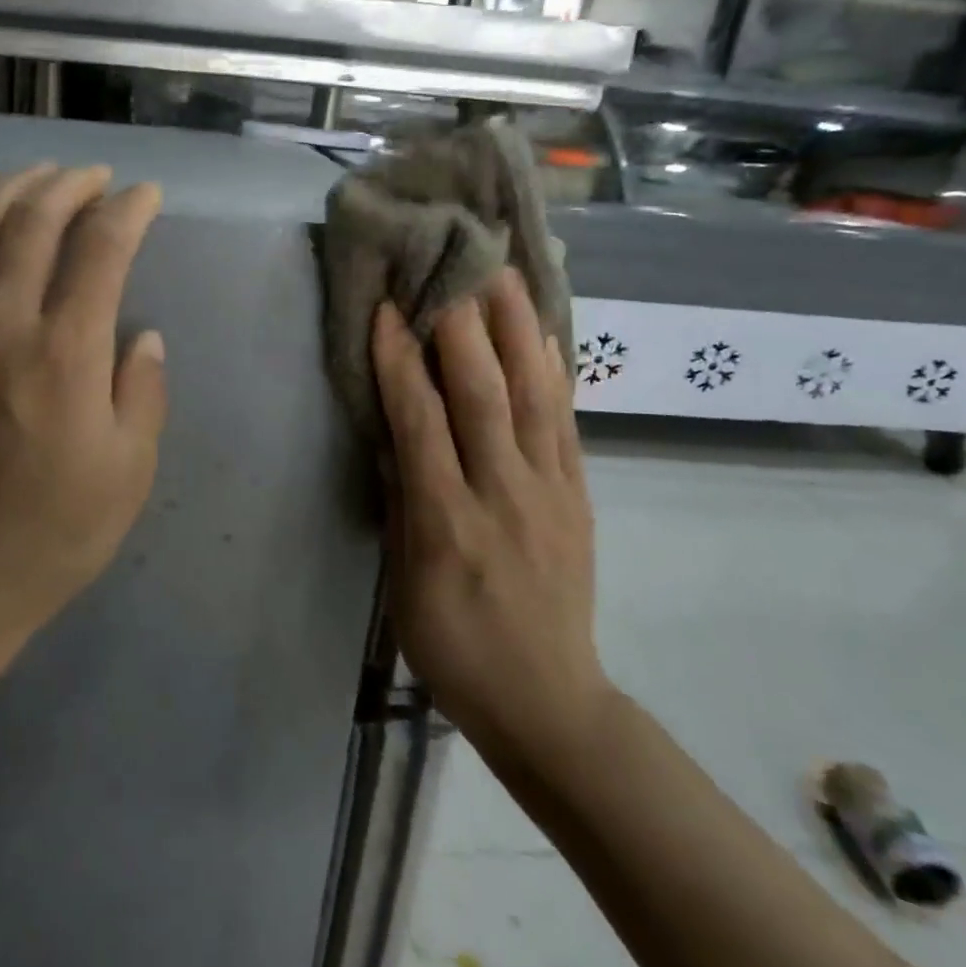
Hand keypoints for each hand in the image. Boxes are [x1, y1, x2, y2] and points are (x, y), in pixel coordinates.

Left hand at [0, 163, 167, 645]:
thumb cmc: (63, 526)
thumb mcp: (132, 465)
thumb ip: (142, 389)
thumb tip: (142, 336)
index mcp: (67, 350)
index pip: (101, 250)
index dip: (129, 212)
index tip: (147, 196)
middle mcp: (3, 326)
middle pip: (33, 226)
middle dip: (69, 187)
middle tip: (95, 176)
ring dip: (3, 194)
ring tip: (31, 176)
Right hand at [371, 268, 608, 748]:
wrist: (548, 700)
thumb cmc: (454, 645)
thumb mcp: (404, 583)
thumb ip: (401, 500)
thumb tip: (393, 430)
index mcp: (448, 523)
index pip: (420, 423)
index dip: (399, 361)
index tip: (387, 309)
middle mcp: (503, 495)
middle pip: (484, 396)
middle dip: (463, 325)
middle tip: (450, 267)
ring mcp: (551, 492)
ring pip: (535, 397)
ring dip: (518, 330)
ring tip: (506, 275)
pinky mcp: (579, 495)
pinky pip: (567, 422)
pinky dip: (555, 372)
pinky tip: (545, 333)